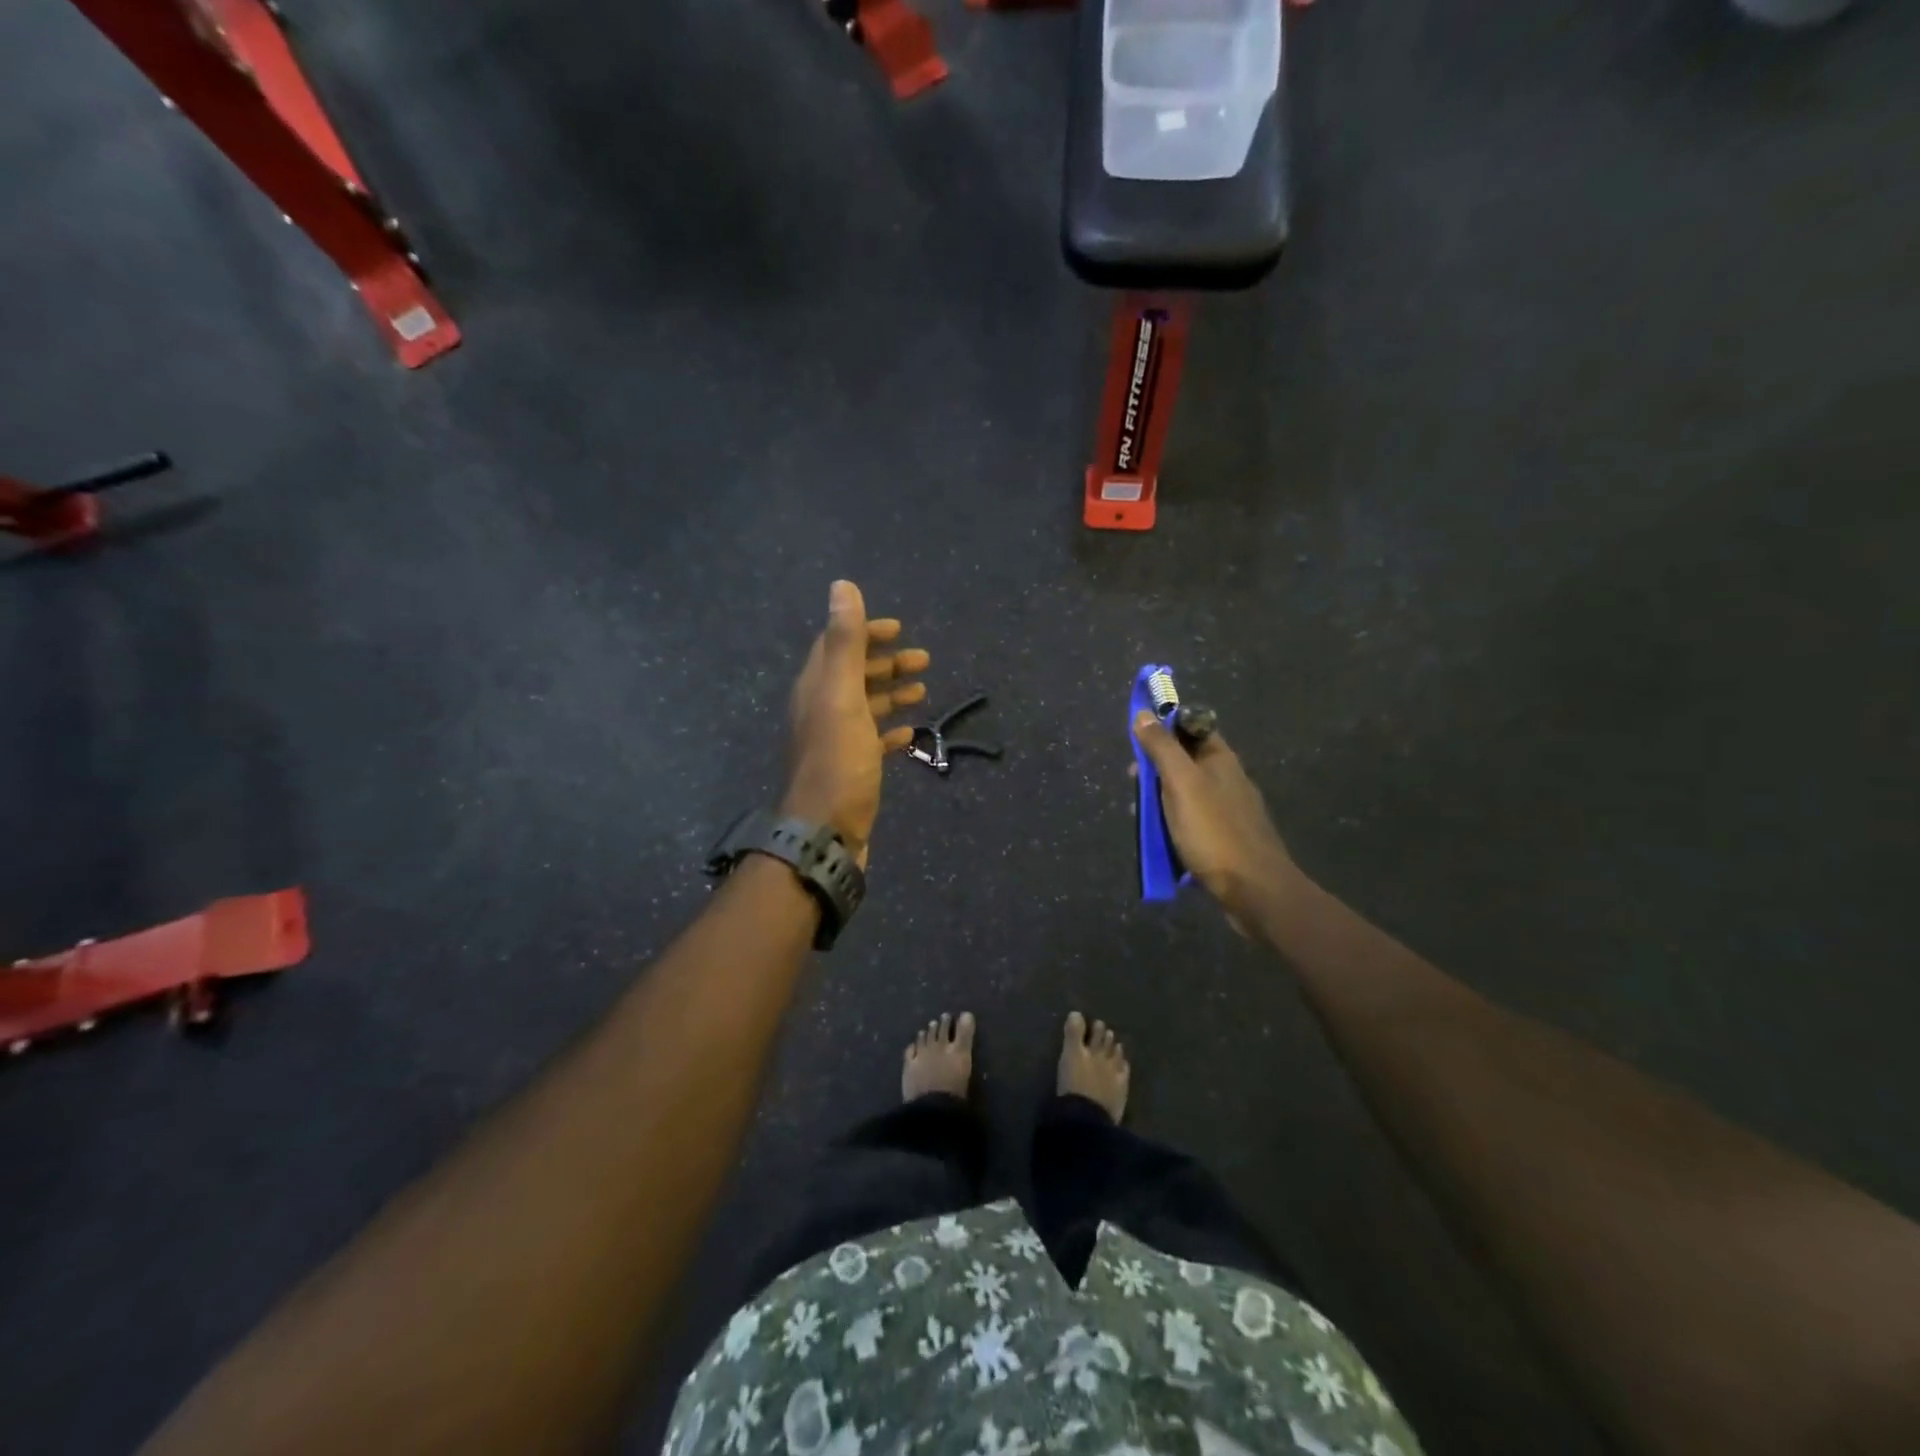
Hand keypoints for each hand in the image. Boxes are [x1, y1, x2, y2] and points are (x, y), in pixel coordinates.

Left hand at [782, 581, 928, 865]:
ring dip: (891, 693)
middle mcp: (821, 710)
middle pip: (853, 675)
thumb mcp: (842, 695)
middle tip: (924, 659)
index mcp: (816, 688)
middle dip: (886, 663)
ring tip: (923, 689)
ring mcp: (835, 741)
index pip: (836, 646)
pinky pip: (871, 740)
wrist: (825, 832)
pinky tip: (909, 731)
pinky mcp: (850, 769)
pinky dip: (890, 729)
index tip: (898, 628)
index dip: (865, 632)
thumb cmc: (837, 761)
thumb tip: (842, 585)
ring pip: (865, 706)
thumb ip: (845, 642)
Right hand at [1132, 713, 1303, 931]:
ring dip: (1161, 800)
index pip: (1191, 727)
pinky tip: (1162, 839)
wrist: (1255, 890)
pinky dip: (1173, 824)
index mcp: (1220, 759)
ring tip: (1142, 817)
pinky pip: (1192, 821)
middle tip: (1134, 785)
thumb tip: (1143, 714)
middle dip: (1156, 769)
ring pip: (1186, 793)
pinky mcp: (1226, 838)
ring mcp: (1229, 810)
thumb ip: (1161, 748)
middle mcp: (1227, 779)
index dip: (1164, 728)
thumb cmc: (1214, 831)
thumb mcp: (1181, 783)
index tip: (1137, 742)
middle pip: (1185, 761)